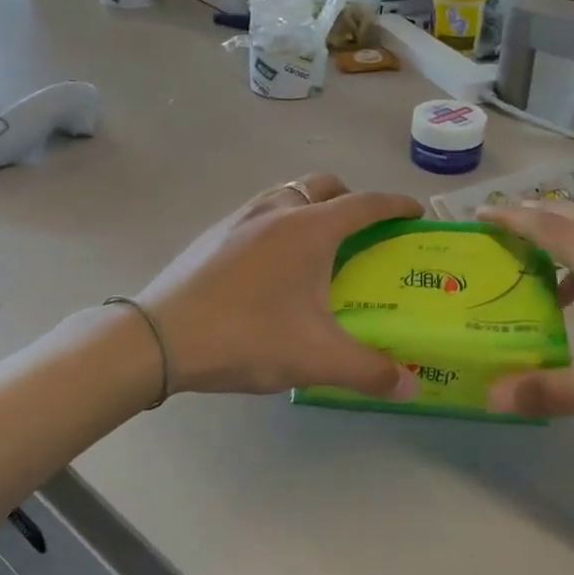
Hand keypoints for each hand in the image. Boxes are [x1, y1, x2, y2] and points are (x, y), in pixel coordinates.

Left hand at [137, 174, 422, 399]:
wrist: (159, 338)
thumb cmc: (247, 336)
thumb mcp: (316, 358)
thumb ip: (370, 371)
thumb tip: (412, 388)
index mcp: (310, 229)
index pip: (366, 204)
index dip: (395, 206)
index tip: (415, 213)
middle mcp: (278, 210)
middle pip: (325, 186)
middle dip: (352, 200)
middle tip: (365, 232)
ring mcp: (240, 217)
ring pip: (288, 193)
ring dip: (312, 206)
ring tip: (318, 246)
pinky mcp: (214, 234)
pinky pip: (260, 212)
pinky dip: (280, 222)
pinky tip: (272, 265)